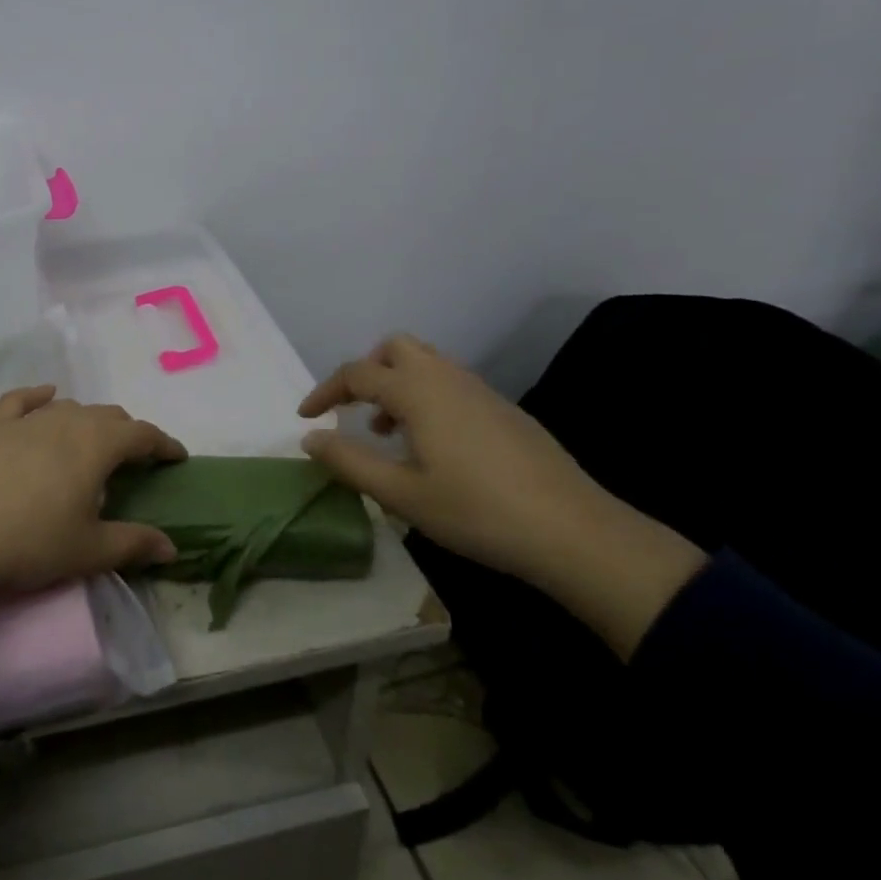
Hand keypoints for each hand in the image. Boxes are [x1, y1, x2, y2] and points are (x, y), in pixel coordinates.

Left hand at [0, 387, 184, 638]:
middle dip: (128, 433)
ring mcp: (26, 420)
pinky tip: (46, 397)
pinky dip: (39, 396)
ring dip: (89, 421)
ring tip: (93, 443)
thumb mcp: (88, 550)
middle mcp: (65, 421)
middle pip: (107, 416)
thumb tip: (172, 546)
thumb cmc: (29, 543)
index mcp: (96, 445)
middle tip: (135, 459)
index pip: (141, 434)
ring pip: (69, 408)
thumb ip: (134, 544)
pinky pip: (22, 401)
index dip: (163, 444)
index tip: (176, 457)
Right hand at [300, 335, 705, 658]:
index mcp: (417, 391)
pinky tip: (432, 446)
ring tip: (387, 432)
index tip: (306, 417)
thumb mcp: (402, 494)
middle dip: (367, 370)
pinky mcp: (503, 409)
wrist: (574, 531)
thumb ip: (349, 461)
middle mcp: (446, 377)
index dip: (325, 392)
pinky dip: (426, 397)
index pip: (356, 373)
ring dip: (397, 384)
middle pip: (395, 348)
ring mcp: (480, 390)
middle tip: (354, 409)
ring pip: (426, 363)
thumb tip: (310, 439)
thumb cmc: (477, 511)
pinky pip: (450, 383)